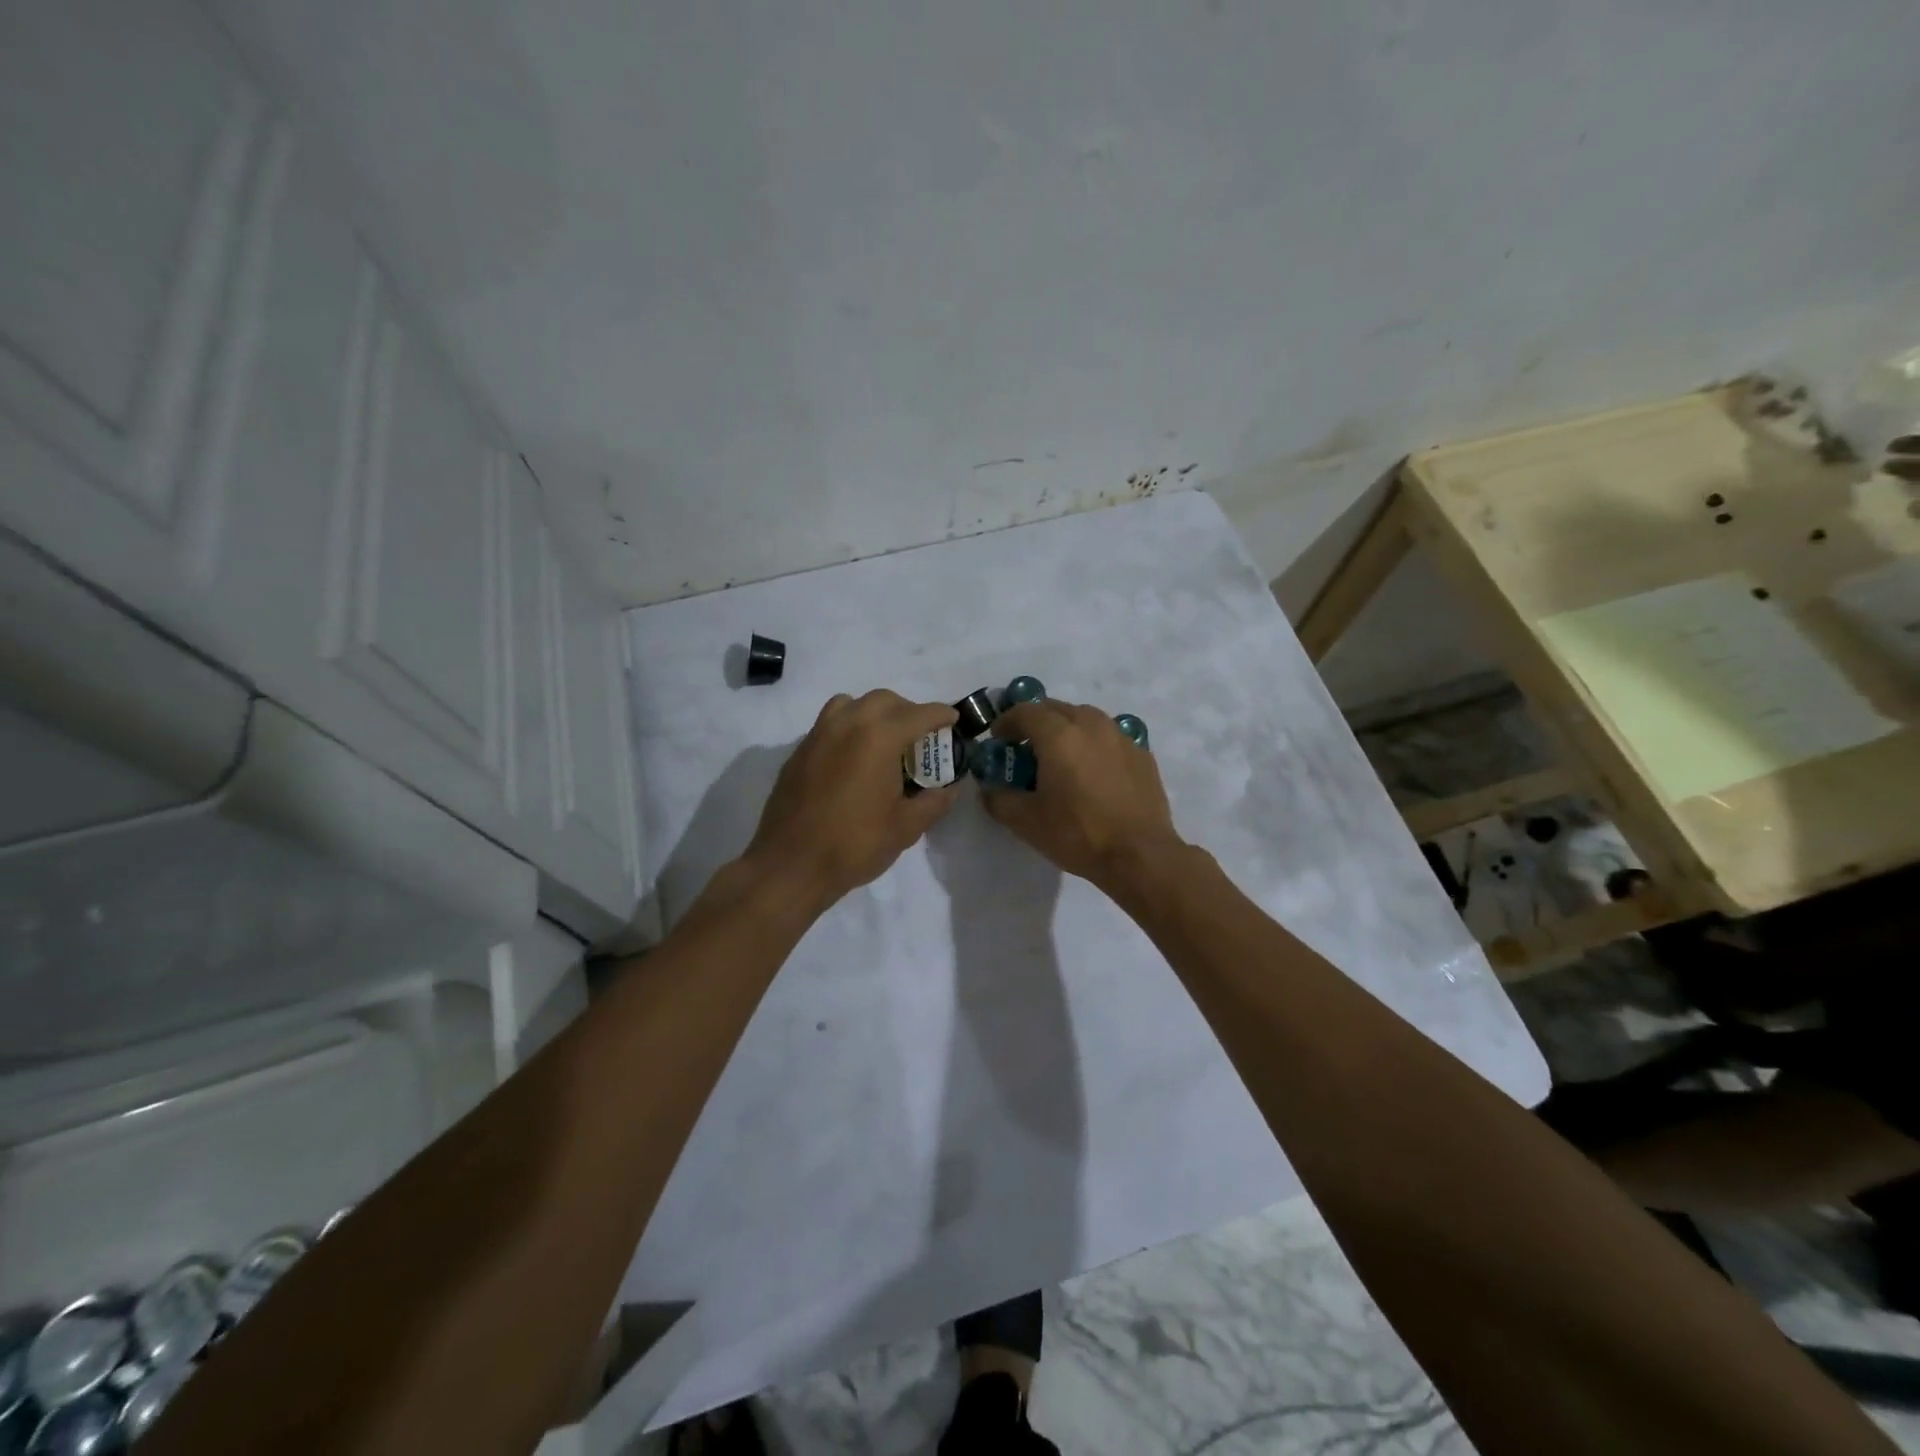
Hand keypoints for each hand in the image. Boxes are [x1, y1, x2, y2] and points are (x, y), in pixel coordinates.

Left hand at [745, 690, 958, 910]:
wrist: (791, 865)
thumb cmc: (854, 845)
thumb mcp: (905, 828)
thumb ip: (933, 803)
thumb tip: (949, 789)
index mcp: (879, 738)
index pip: (918, 714)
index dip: (940, 714)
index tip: (953, 719)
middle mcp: (847, 724)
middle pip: (884, 700)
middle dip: (908, 711)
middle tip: (921, 735)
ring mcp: (818, 735)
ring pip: (851, 704)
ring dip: (874, 712)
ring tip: (885, 739)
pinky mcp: (799, 751)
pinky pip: (829, 723)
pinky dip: (849, 727)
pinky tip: (854, 757)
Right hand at [981, 700, 1184, 894]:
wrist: (1140, 855)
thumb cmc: (1078, 833)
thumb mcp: (1026, 822)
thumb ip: (999, 799)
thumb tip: (988, 789)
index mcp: (1059, 734)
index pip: (1025, 711)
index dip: (1006, 722)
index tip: (998, 739)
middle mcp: (1091, 725)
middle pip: (1056, 708)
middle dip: (1036, 722)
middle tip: (1025, 747)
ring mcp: (1121, 737)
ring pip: (1086, 719)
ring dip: (1066, 729)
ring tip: (1059, 756)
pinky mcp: (1142, 754)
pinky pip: (1109, 738)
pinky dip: (1093, 745)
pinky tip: (1092, 771)